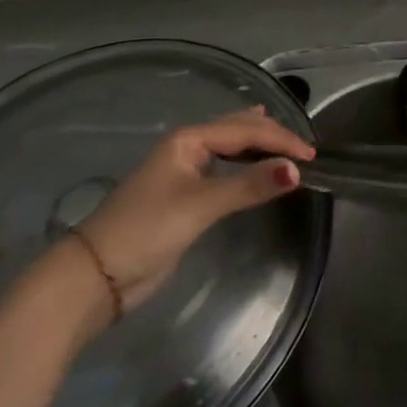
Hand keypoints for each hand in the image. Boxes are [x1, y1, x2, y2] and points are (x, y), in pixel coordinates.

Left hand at [74, 107, 313, 314]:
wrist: (94, 277)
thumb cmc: (146, 230)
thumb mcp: (201, 206)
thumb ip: (249, 186)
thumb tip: (296, 171)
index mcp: (188, 139)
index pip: (245, 130)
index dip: (280, 140)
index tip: (312, 157)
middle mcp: (187, 147)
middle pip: (237, 129)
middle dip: (271, 134)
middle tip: (304, 147)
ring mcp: (183, 170)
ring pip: (229, 145)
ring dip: (258, 143)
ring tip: (284, 140)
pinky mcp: (183, 195)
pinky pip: (223, 166)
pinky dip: (245, 162)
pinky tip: (250, 162)